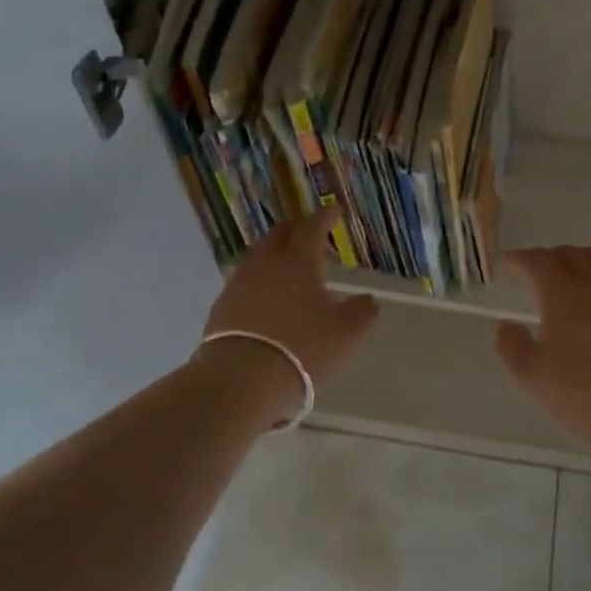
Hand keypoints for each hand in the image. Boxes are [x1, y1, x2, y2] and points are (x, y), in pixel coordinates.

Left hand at [199, 214, 379, 422]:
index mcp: (298, 262)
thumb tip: (368, 300)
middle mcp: (265, 265)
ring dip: (276, 258)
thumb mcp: (345, 334)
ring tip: (289, 272)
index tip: (333, 210)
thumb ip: (361, 313)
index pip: (312, 228)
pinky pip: (245, 284)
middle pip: (279, 236)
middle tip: (311, 237)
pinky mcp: (221, 309)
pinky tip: (267, 301)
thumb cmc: (303, 349)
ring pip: (259, 259)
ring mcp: (239, 285)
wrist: (241, 380)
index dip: (325, 217)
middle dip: (297, 231)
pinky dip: (260, 284)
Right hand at [495, 246, 590, 451]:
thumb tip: (507, 325)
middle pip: (571, 254)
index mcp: (562, 294)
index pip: (538, 261)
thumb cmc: (582, 393)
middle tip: (540, 272)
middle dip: (550, 257)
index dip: (520, 259)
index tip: (510, 264)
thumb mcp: (531, 376)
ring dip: (584, 261)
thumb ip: (512, 346)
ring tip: (577, 277)